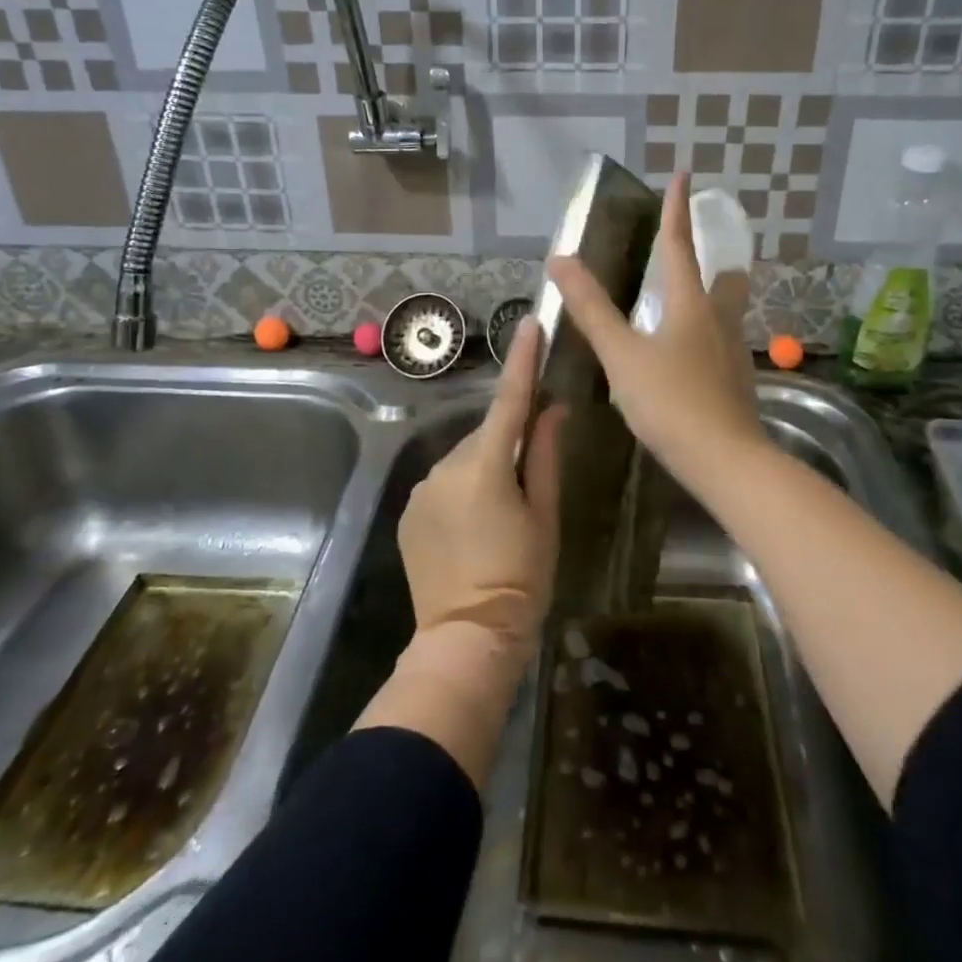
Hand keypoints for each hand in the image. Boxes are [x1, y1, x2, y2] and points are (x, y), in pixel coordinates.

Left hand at [397, 316, 562, 658]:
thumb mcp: (545, 517)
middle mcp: (447, 466)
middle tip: (531, 479)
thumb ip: (546, 457)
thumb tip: (551, 409)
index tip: (530, 324)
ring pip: (465, 459)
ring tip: (501, 514)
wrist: (466, 638)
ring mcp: (423, 488)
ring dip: (485, 468)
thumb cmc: (520, 578)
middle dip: (509, 441)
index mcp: (487, 466)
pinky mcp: (410, 509)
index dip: (522, 359)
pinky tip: (474, 527)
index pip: (509, 400)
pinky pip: (444, 482)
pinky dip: (463, 489)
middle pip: (487, 434)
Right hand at [547, 173, 766, 487]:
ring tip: (682, 304)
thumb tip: (560, 259)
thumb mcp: (622, 355)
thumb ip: (592, 309)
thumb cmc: (671, 402)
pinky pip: (720, 344)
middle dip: (713, 258)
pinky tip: (687, 357)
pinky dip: (704, 336)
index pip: (681, 245)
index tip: (685, 173)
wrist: (726, 462)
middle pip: (724, 277)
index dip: (678, 209)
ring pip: (725, 312)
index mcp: (691, 305)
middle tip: (692, 253)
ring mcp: (732, 353)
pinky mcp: (736, 383)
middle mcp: (718, 321)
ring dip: (709, 298)